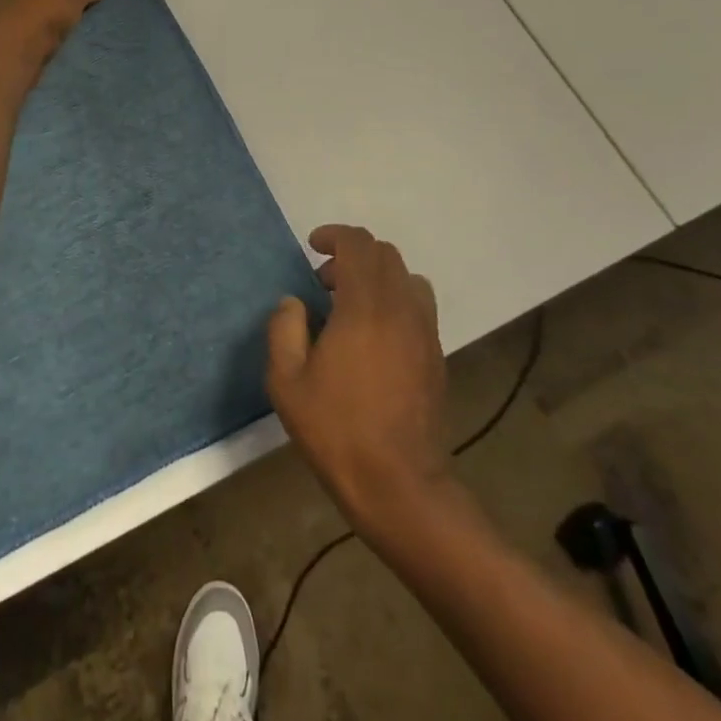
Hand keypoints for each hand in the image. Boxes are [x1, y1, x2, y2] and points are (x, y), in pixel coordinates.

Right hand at [267, 225, 469, 536]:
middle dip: (352, 255)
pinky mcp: (436, 355)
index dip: (334, 236)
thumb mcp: (286, 381)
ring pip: (407, 277)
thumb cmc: (336, 429)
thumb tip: (294, 302)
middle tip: (324, 283)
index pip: (359, 245)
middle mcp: (401, 309)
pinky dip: (395, 301)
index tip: (312, 247)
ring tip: (351, 306)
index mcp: (364, 308)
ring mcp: (424, 332)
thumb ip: (284, 329)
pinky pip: (419, 306)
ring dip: (377, 277)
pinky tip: (373, 336)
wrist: (398, 484)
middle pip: (385, 254)